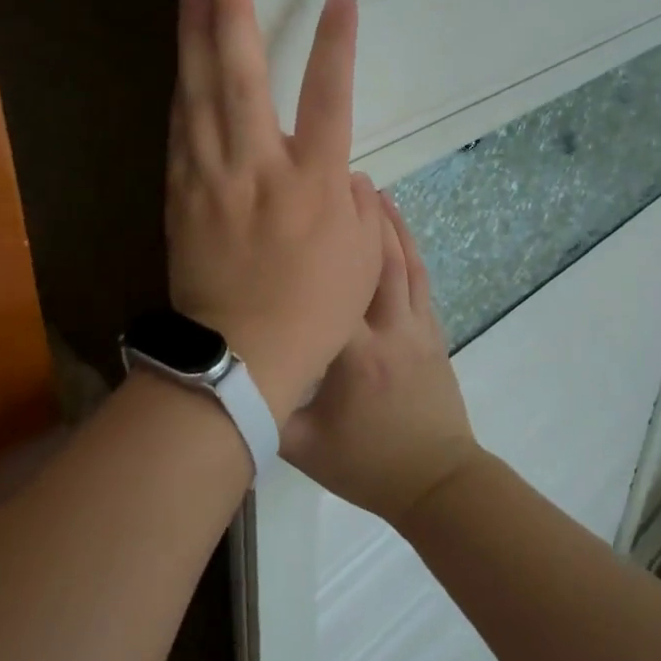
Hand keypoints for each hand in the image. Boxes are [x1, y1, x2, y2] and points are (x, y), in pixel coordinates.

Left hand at [165, 0, 384, 423]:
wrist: (238, 359)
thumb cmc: (313, 312)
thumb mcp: (361, 258)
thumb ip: (353, 200)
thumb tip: (336, 164)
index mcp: (312, 183)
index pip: (330, 97)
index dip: (337, 43)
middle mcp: (257, 168)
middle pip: (242, 78)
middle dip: (235, 13)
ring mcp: (211, 178)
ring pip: (199, 95)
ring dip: (196, 38)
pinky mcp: (180, 193)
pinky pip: (178, 130)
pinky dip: (181, 89)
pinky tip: (181, 60)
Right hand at [282, 193, 484, 524]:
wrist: (438, 483)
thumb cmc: (368, 465)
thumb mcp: (303, 447)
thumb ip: (266, 409)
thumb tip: (221, 373)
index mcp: (353, 355)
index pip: (329, 292)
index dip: (314, 248)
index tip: (292, 212)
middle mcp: (387, 329)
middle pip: (373, 260)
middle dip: (357, 216)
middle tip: (335, 177)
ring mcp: (415, 326)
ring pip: (402, 262)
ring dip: (387, 221)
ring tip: (367, 185)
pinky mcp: (431, 330)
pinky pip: (419, 278)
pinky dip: (409, 245)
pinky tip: (397, 224)